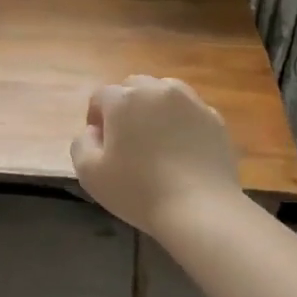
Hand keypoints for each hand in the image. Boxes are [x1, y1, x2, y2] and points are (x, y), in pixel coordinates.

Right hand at [70, 76, 241, 238]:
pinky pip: (189, 111)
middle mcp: (158, 90)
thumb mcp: (89, 173)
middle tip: (126, 139)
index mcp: (124, 99)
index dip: (96, 118)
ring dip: (154, 108)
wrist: (200, 209)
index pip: (101, 96)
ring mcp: (191, 102)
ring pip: (165, 92)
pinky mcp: (215, 119)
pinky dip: (181, 122)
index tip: (100, 144)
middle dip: (125, 106)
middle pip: (134, 87)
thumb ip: (82, 143)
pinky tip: (181, 150)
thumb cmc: (138, 190)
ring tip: (155, 139)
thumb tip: (93, 131)